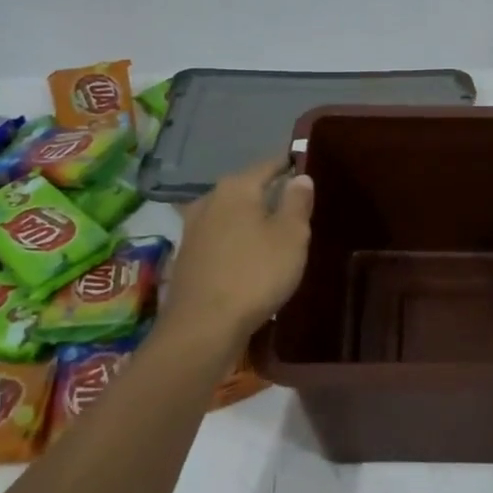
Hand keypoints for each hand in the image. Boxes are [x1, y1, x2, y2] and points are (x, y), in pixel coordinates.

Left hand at [164, 158, 314, 343]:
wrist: (202, 327)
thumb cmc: (255, 274)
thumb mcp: (291, 236)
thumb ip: (297, 202)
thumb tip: (300, 177)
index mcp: (236, 187)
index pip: (269, 165)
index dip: (289, 165)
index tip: (306, 169)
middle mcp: (210, 200)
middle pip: (247, 188)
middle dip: (270, 194)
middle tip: (297, 206)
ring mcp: (193, 229)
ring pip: (231, 214)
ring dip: (251, 220)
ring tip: (275, 233)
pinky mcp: (187, 257)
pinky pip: (220, 237)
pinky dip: (236, 241)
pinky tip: (249, 256)